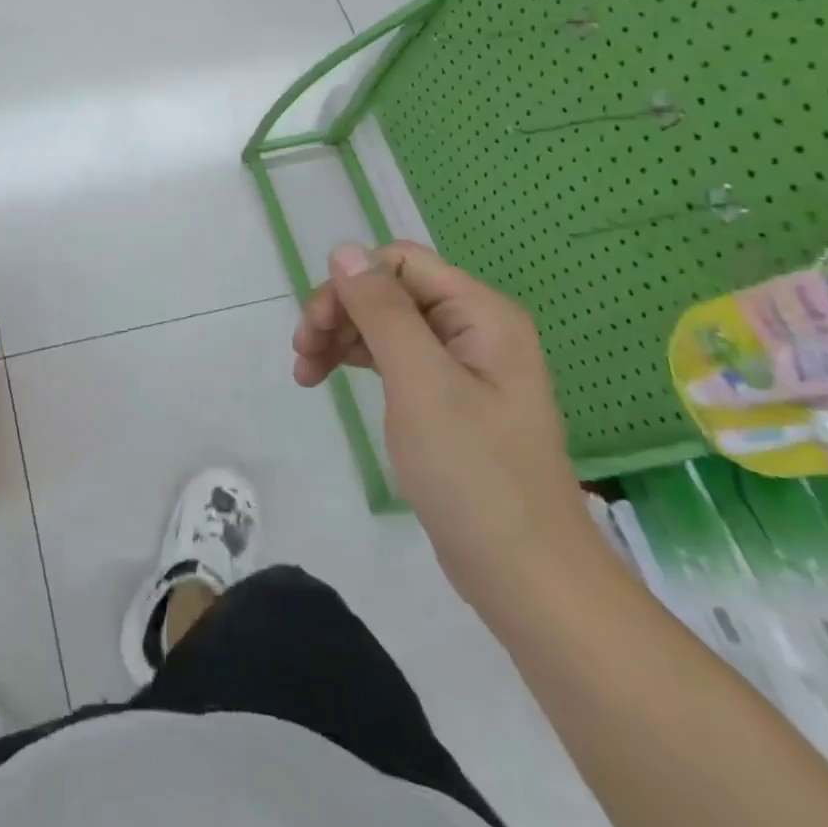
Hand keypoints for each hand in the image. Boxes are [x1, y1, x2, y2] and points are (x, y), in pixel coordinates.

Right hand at [292, 241, 604, 607]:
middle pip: (389, 291)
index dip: (351, 284)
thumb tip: (344, 250)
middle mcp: (474, 328)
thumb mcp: (420, 382)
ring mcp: (462, 365)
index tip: (315, 327)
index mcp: (480, 314)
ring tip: (305, 373)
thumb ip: (382, 310)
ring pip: (385, 323)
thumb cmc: (473, 473)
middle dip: (340, 312)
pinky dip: (357, 361)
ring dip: (341, 337)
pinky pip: (394, 357)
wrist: (525, 576)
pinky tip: (329, 379)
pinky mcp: (448, 398)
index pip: (400, 263)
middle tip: (302, 353)